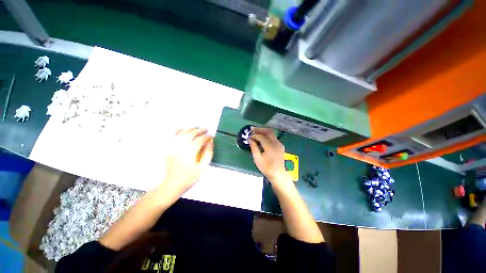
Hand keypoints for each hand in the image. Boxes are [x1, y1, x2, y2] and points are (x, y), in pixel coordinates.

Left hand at [163, 128, 213, 194]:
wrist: (172, 184)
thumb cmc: (189, 177)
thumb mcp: (203, 167)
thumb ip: (208, 153)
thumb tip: (210, 142)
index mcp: (190, 151)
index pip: (201, 139)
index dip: (207, 137)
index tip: (212, 137)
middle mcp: (181, 146)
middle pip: (192, 133)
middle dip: (200, 130)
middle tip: (206, 130)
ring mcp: (173, 146)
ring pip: (183, 132)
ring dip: (191, 128)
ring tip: (197, 128)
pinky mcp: (168, 148)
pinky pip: (172, 135)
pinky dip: (178, 130)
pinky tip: (183, 129)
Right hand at [249, 127, 289, 184]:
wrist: (278, 174)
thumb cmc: (266, 168)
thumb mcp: (257, 158)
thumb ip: (253, 147)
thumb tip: (250, 139)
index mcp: (270, 147)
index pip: (262, 137)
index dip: (254, 135)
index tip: (249, 136)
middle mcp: (276, 143)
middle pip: (268, 131)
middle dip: (260, 129)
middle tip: (252, 129)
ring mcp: (279, 144)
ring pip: (271, 134)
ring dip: (263, 132)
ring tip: (255, 132)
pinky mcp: (280, 146)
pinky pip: (273, 138)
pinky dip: (267, 136)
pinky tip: (261, 138)